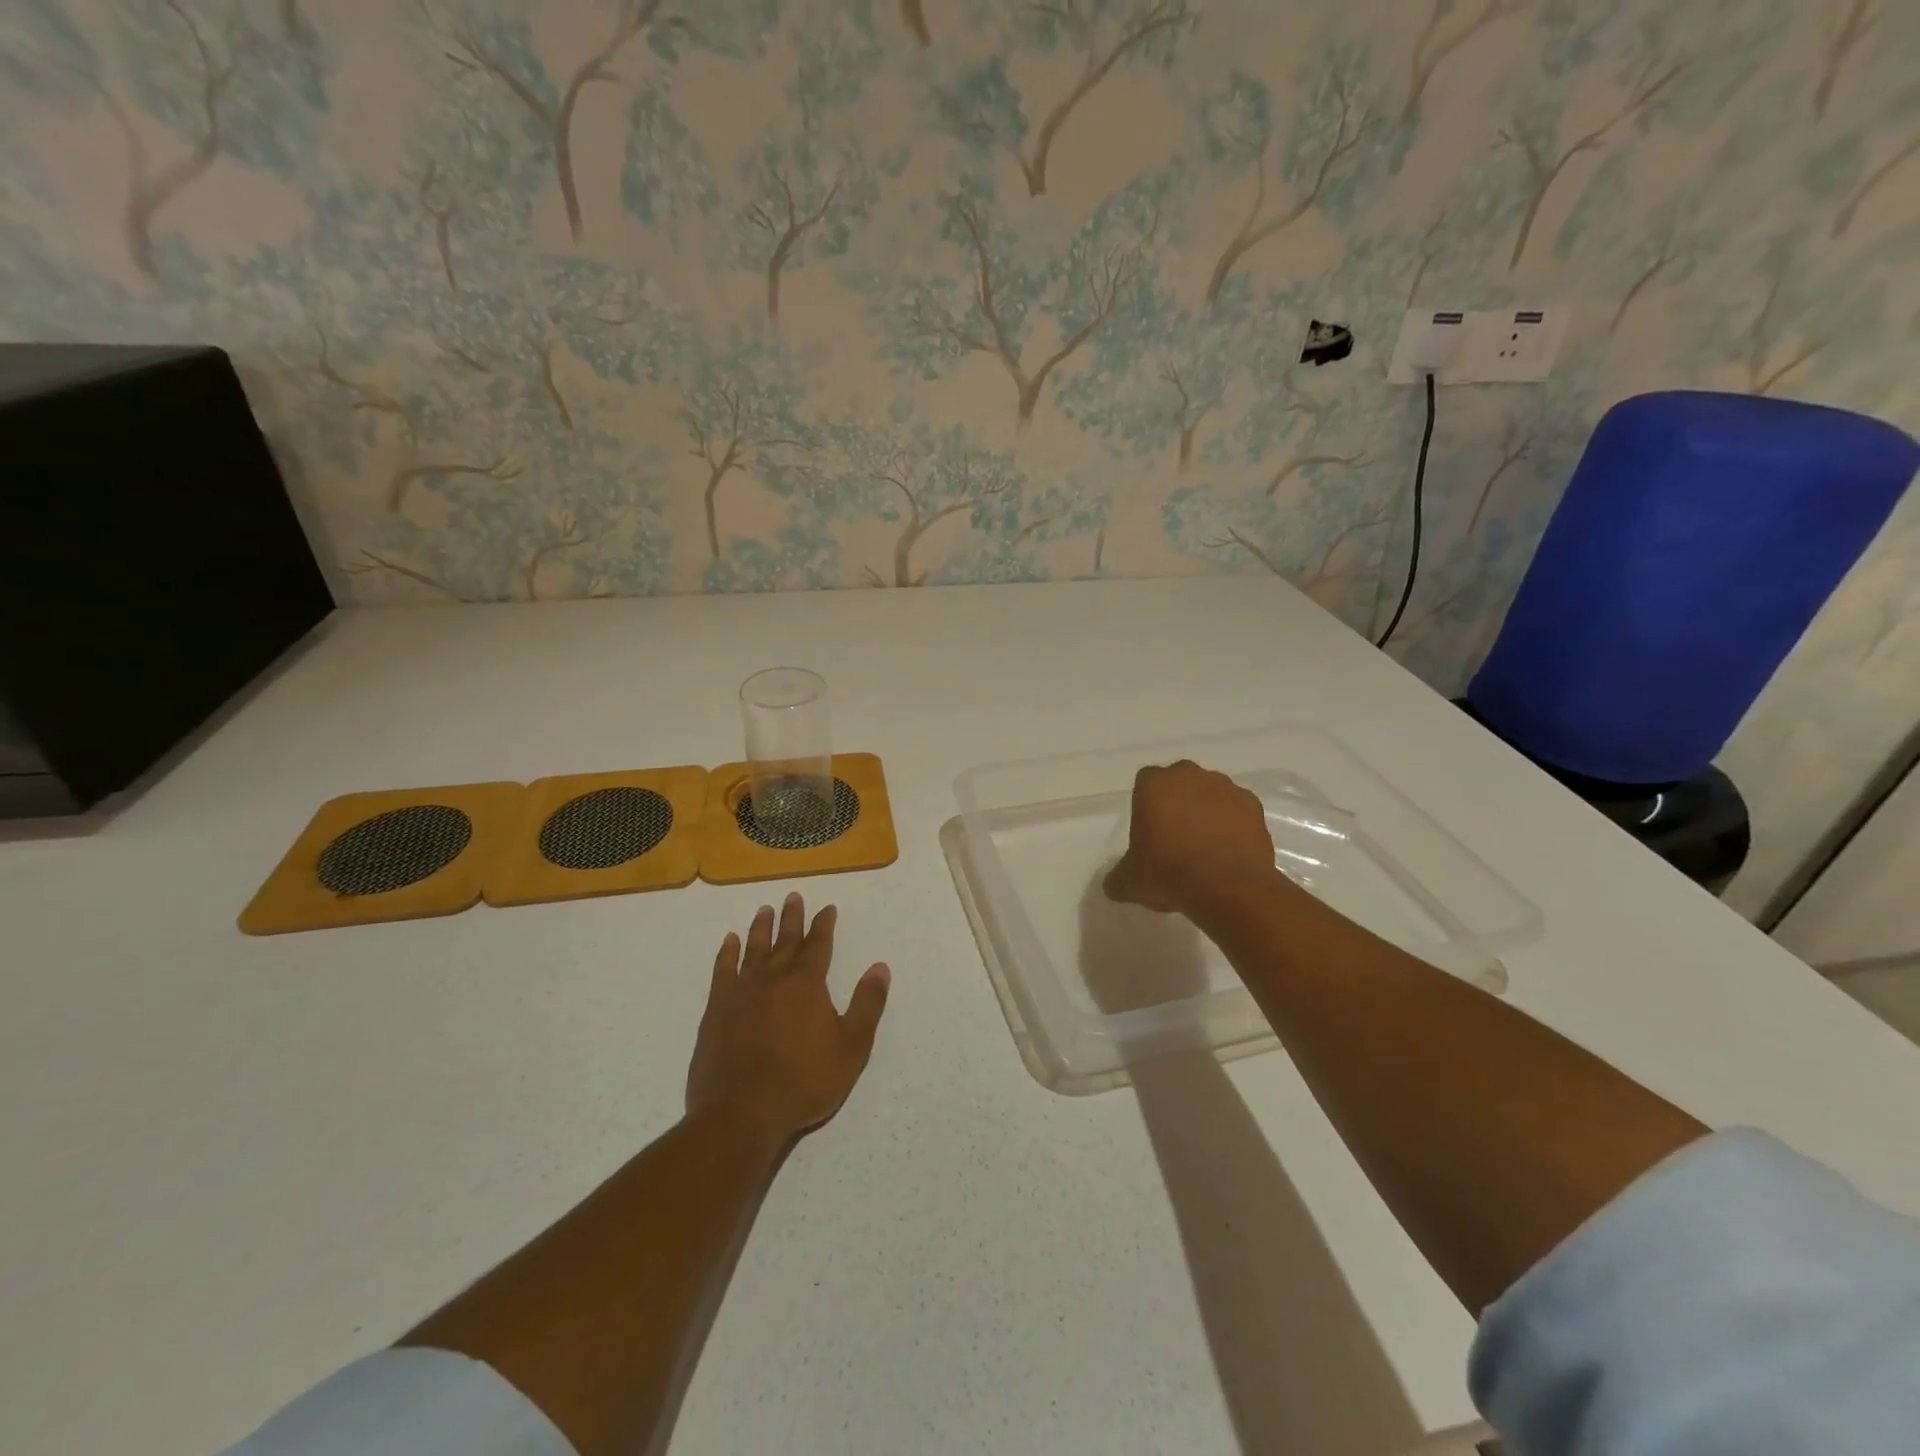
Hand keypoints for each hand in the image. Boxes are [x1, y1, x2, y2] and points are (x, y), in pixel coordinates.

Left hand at [687, 893, 890, 1144]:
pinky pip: (723, 971)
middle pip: (785, 940)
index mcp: (807, 984)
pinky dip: (727, 953)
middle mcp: (774, 978)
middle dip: (792, 917)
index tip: (827, 908)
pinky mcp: (717, 1010)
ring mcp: (742, 992)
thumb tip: (880, 967)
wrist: (742, 1112)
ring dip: (761, 928)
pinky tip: (730, 942)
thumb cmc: (804, 1081)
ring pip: (753, 949)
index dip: (824, 925)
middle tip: (793, 896)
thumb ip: (867, 1004)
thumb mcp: (851, 1046)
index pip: (818, 945)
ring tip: (764, 910)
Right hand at [1103, 760, 1278, 917]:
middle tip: (1176, 839)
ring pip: (1210, 794)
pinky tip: (1228, 853)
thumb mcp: (1129, 882)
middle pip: (1179, 784)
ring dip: (1207, 813)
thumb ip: (1118, 877)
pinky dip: (1233, 825)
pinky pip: (1237, 811)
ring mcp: (1225, 787)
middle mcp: (1189, 775)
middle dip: (1177, 804)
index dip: (1146, 807)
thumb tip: (1114, 885)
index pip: (1145, 784)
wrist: (1227, 887)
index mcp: (1154, 784)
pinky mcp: (1253, 805)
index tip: (1149, 833)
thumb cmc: (1168, 873)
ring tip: (1206, 849)